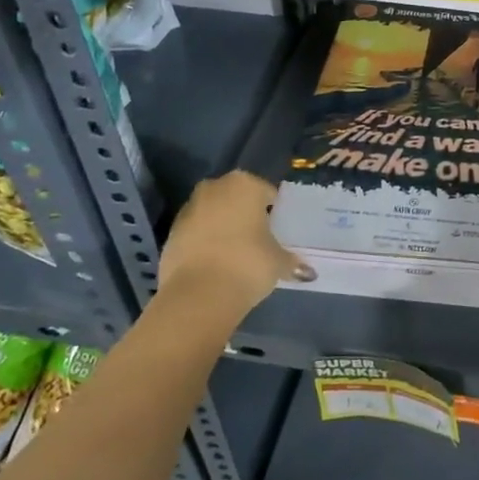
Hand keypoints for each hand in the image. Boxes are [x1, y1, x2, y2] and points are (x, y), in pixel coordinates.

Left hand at [156, 171, 312, 320]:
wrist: (198, 295)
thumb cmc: (247, 264)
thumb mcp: (278, 263)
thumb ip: (292, 262)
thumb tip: (308, 272)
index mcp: (245, 184)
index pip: (266, 192)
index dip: (273, 212)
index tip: (276, 231)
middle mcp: (215, 188)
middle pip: (236, 197)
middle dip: (244, 214)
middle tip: (257, 239)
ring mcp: (189, 209)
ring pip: (213, 213)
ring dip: (222, 226)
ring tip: (234, 254)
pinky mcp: (170, 233)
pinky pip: (195, 232)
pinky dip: (203, 243)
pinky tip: (214, 264)